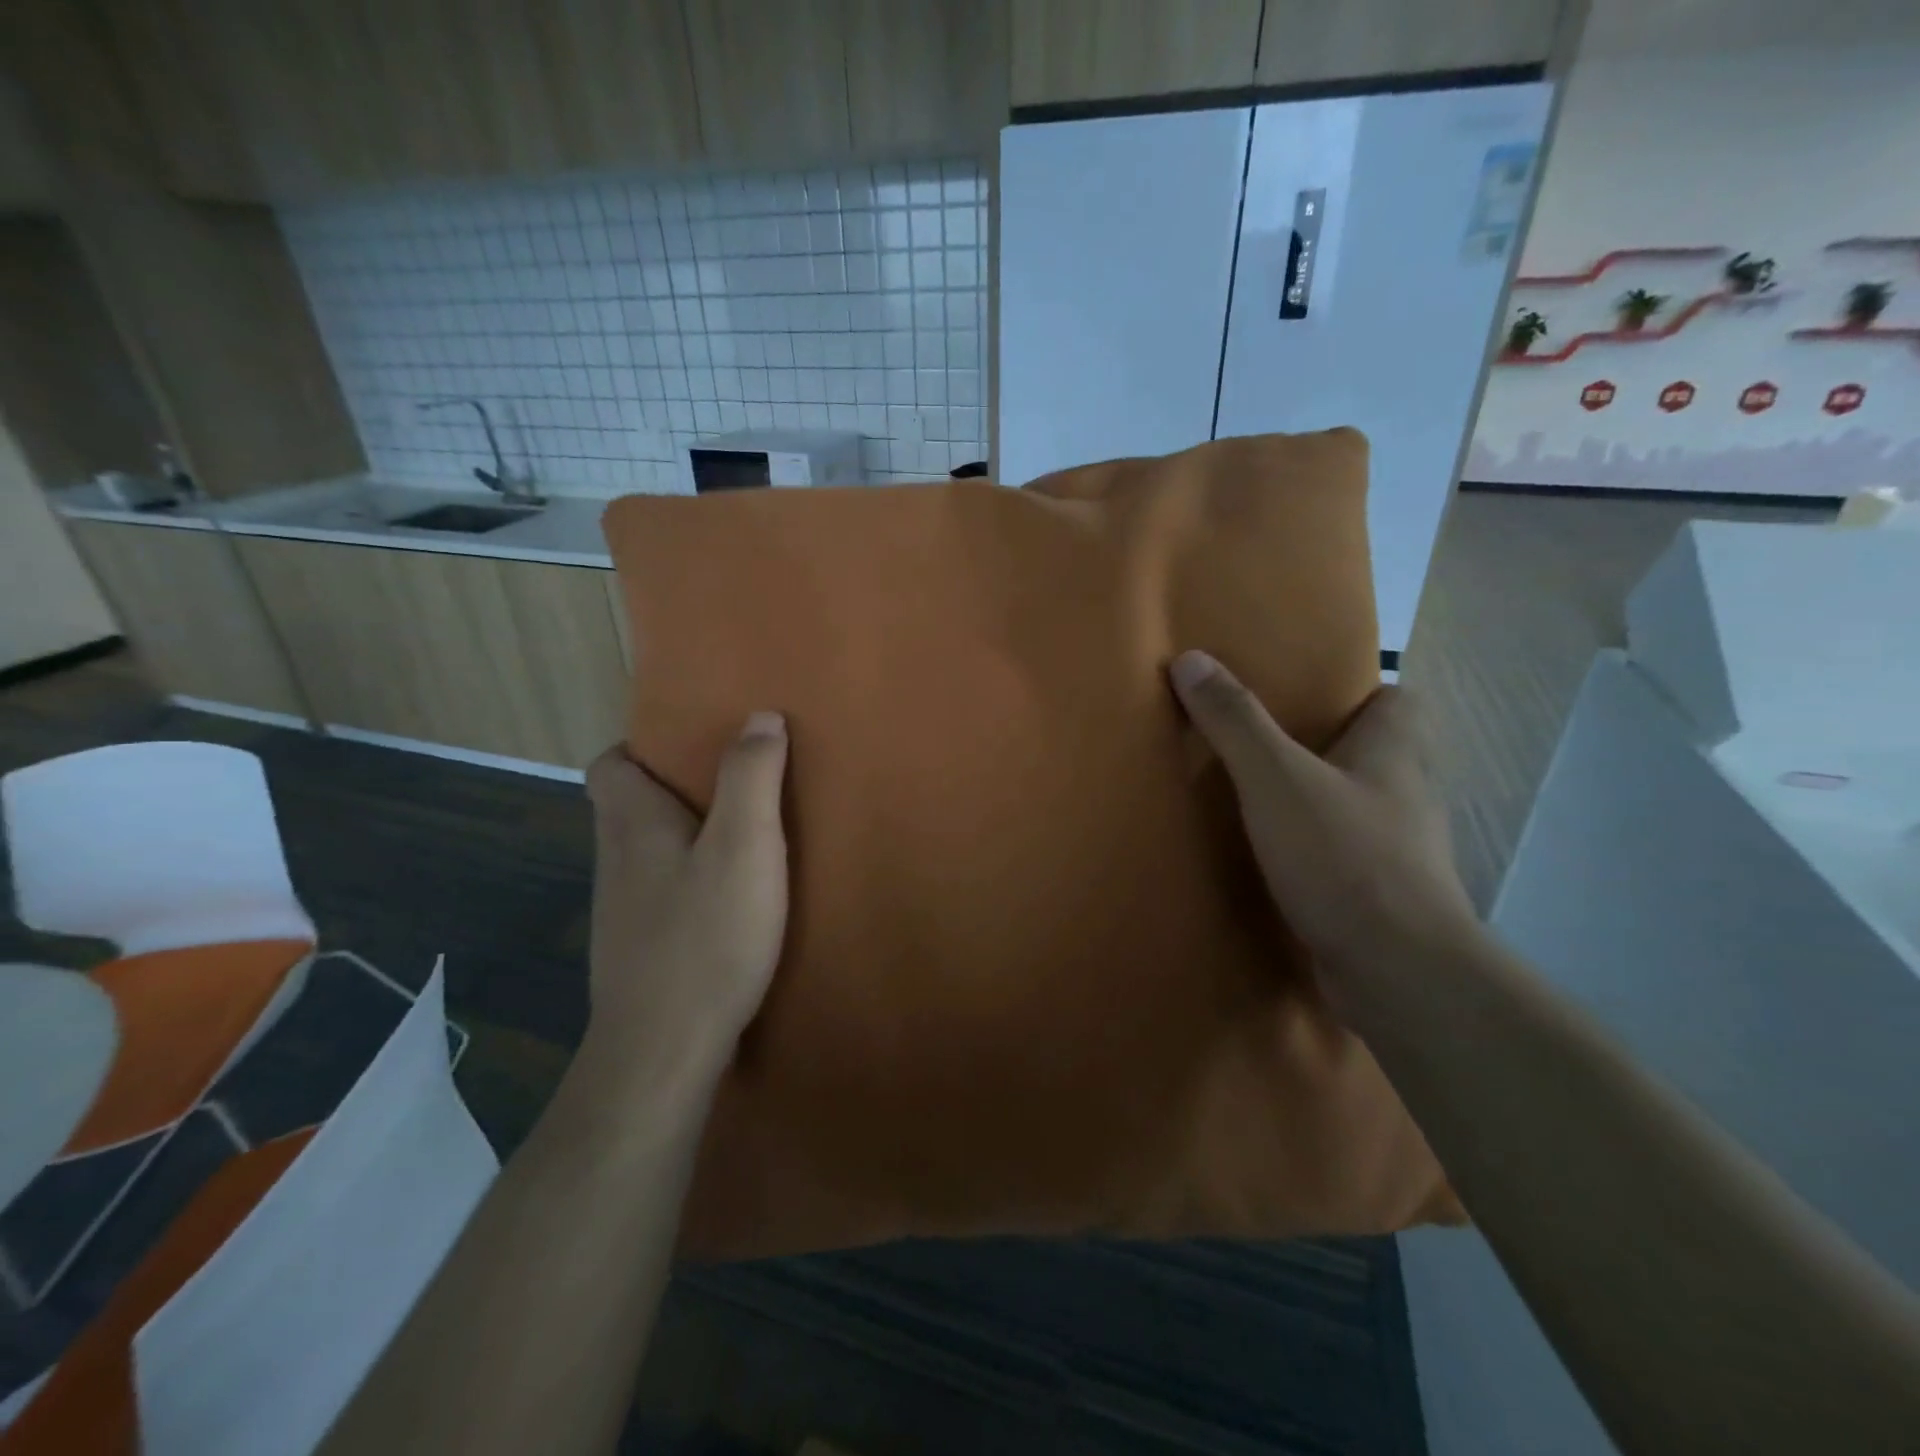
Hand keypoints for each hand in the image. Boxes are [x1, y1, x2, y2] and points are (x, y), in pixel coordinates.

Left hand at [582, 713, 789, 1089]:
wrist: (663, 1053)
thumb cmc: (706, 937)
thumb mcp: (745, 847)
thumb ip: (752, 777)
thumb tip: (761, 716)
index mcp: (632, 826)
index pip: (610, 766)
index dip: (644, 748)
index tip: (695, 748)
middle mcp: (615, 862)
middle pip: (629, 808)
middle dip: (676, 791)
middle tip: (737, 788)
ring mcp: (622, 913)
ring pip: (647, 855)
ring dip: (687, 839)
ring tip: (743, 840)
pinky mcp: (639, 952)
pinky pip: (661, 896)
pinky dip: (690, 884)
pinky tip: (731, 903)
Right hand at [1169, 651, 1477, 1016]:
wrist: (1397, 971)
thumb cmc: (1344, 857)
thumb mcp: (1276, 779)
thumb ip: (1235, 721)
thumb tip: (1190, 658)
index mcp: (1395, 753)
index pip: (1399, 699)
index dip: (1360, 689)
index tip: (1305, 693)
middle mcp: (1407, 794)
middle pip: (1374, 751)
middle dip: (1326, 743)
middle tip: (1263, 739)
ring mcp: (1400, 848)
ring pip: (1358, 804)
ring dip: (1319, 797)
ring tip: (1259, 794)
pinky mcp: (1383, 894)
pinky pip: (1347, 852)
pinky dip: (1317, 848)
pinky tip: (1273, 855)